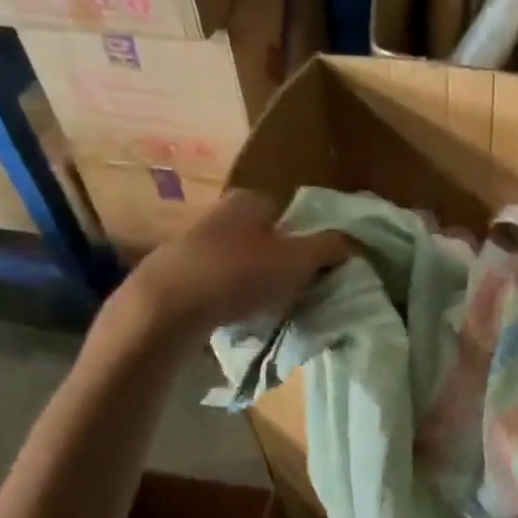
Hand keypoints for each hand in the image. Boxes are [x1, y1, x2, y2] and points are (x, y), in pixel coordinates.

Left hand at [115, 191, 352, 334]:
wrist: (164, 309)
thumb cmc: (237, 275)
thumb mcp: (297, 261)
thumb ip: (329, 247)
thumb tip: (353, 243)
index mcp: (250, 200)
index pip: (293, 214)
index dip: (311, 241)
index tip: (319, 270)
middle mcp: (221, 213)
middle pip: (269, 239)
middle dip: (285, 263)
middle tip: (300, 291)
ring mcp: (195, 243)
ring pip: (245, 262)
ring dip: (260, 283)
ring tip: (272, 309)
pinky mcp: (179, 274)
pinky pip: (222, 284)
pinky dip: (235, 297)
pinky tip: (240, 317)